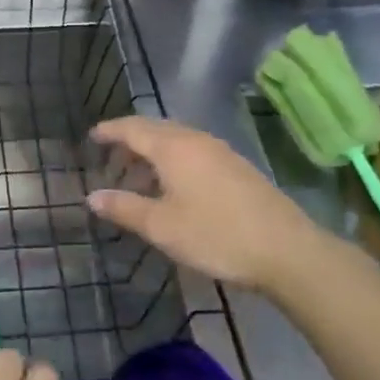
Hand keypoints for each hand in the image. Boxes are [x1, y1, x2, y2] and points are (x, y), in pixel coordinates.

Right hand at [87, 116, 332, 293]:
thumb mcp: (161, 226)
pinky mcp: (237, 168)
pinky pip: (193, 151)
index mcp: (173, 148)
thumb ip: (124, 208)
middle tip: (110, 158)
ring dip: (152, 152)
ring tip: (137, 177)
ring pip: (176, 140)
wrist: (287, 250)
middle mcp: (196, 140)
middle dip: (129, 139)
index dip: (110, 131)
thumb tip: (92, 196)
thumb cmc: (216, 235)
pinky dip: (172, 160)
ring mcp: (221, 152)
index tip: (92, 137)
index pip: (132, 129)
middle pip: (155, 129)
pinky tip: (172, 186)